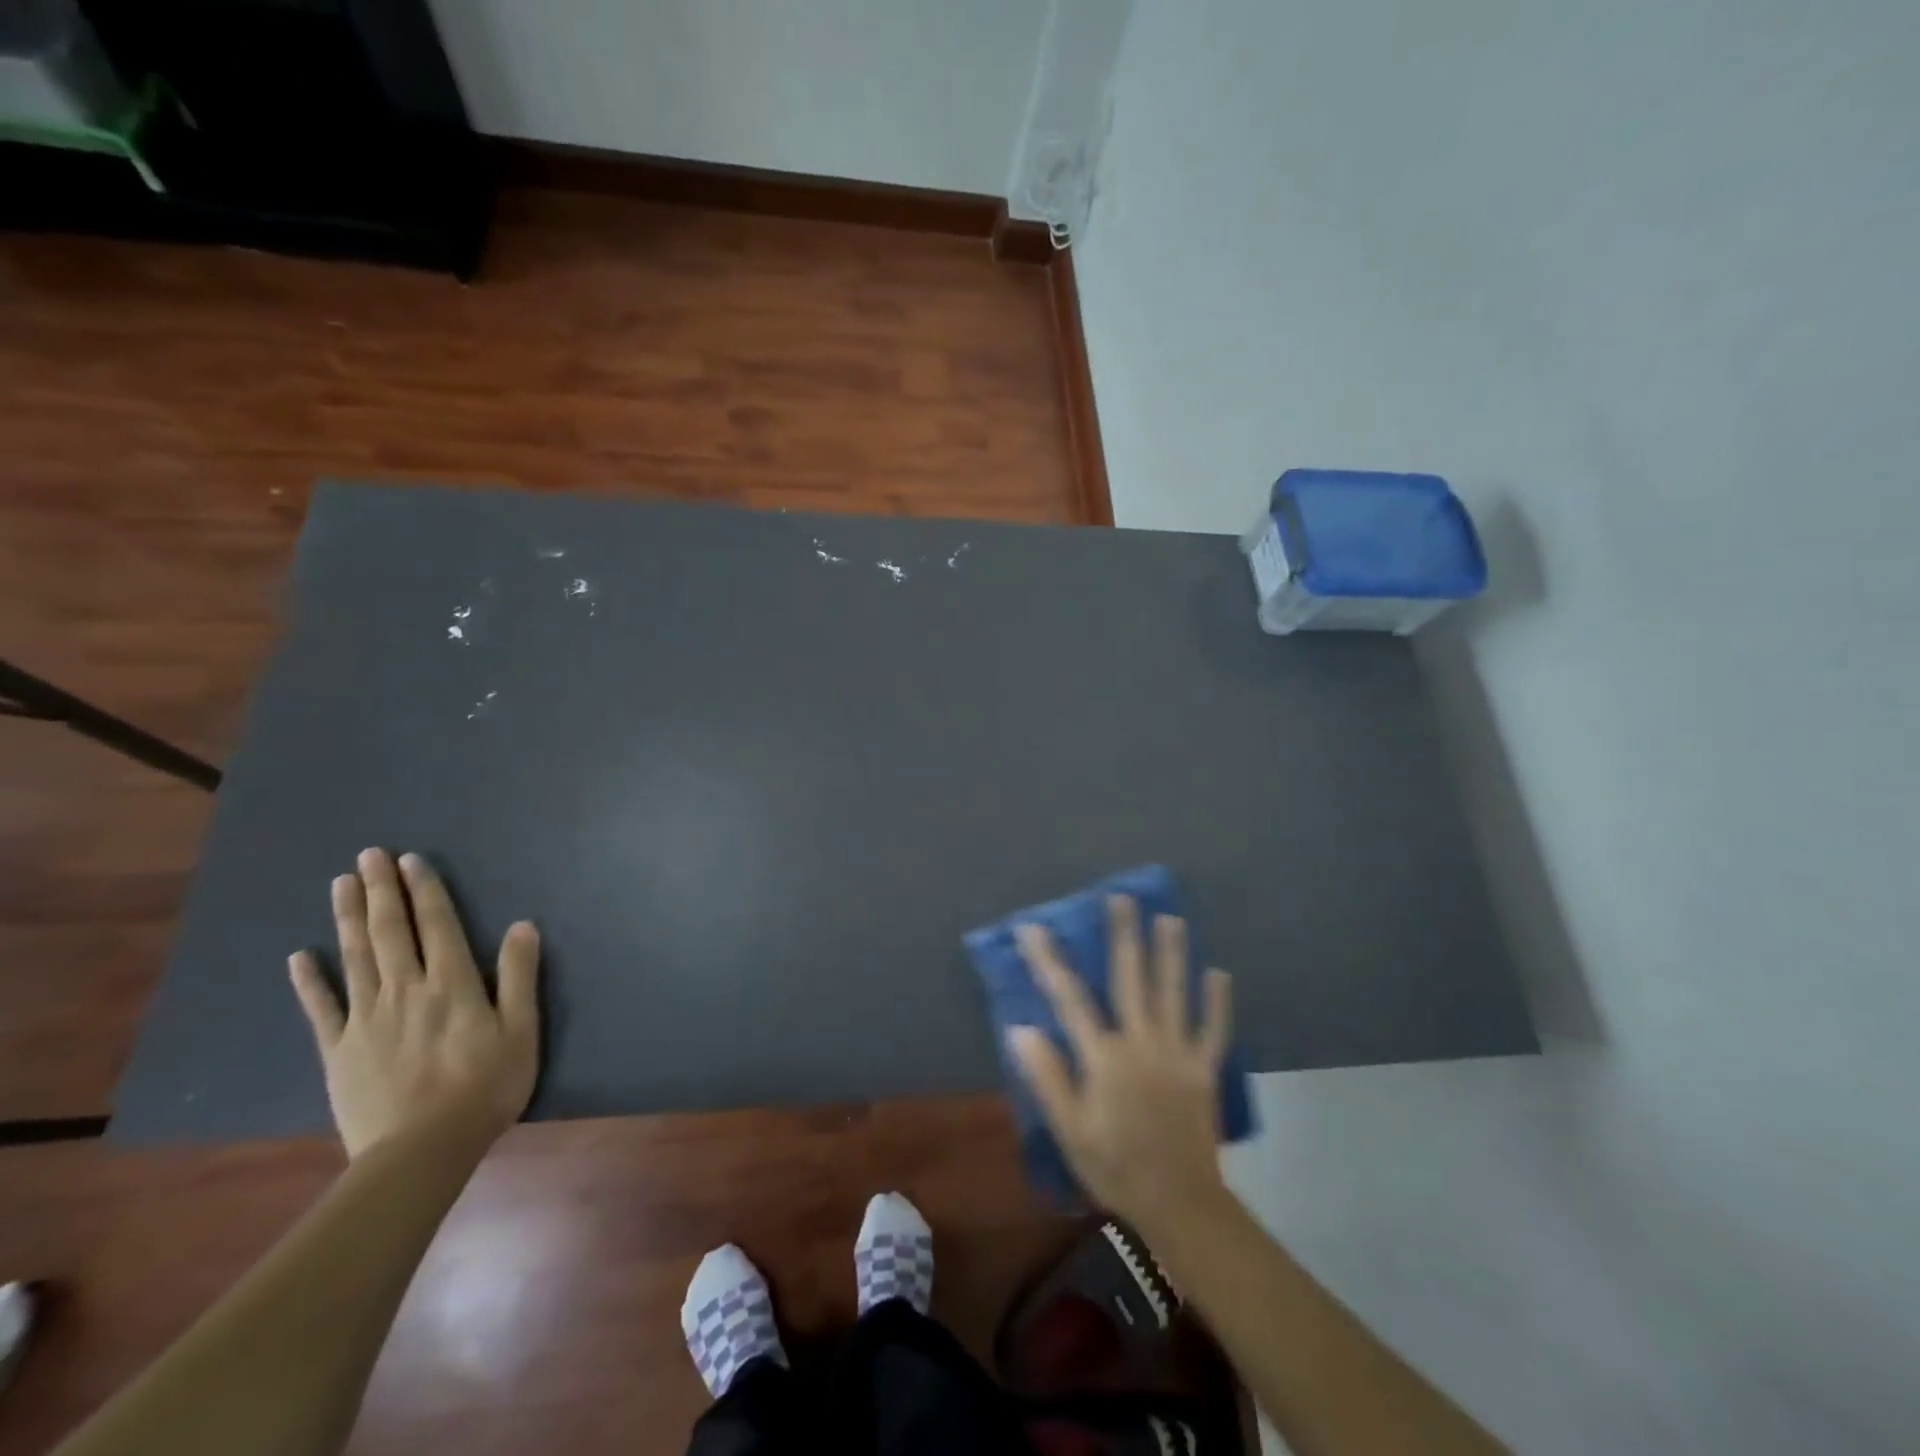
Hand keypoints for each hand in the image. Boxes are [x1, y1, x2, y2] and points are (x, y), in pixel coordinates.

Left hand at [288, 848, 540, 1158]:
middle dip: (381, 891)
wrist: (422, 1151)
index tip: (411, 860)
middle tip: (369, 855)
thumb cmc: (486, 1087)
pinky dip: (310, 981)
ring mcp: (367, 1019)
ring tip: (341, 884)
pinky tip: (298, 957)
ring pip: (355, 958)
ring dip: (347, 918)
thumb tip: (523, 925)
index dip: (425, 890)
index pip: (437, 926)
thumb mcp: (521, 1030)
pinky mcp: (339, 1051)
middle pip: (390, 932)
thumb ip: (520, 976)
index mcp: (452, 984)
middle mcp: (406, 991)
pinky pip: (322, 1009)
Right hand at [1009, 896, 1233, 1232]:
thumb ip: (1047, 1076)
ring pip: (1174, 993)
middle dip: (1124, 936)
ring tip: (1171, 918)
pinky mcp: (1204, 1069)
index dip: (1049, 960)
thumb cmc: (1114, 1166)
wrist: (1179, 1204)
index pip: (1070, 998)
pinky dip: (1218, 1002)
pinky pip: (1213, 1030)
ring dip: (1172, 953)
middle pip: (1130, 979)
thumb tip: (1020, 1028)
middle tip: (1123, 898)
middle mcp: (1141, 1043)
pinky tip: (1219, 973)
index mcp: (1104, 1057)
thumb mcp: (1069, 1129)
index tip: (1034, 927)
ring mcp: (1177, 1053)